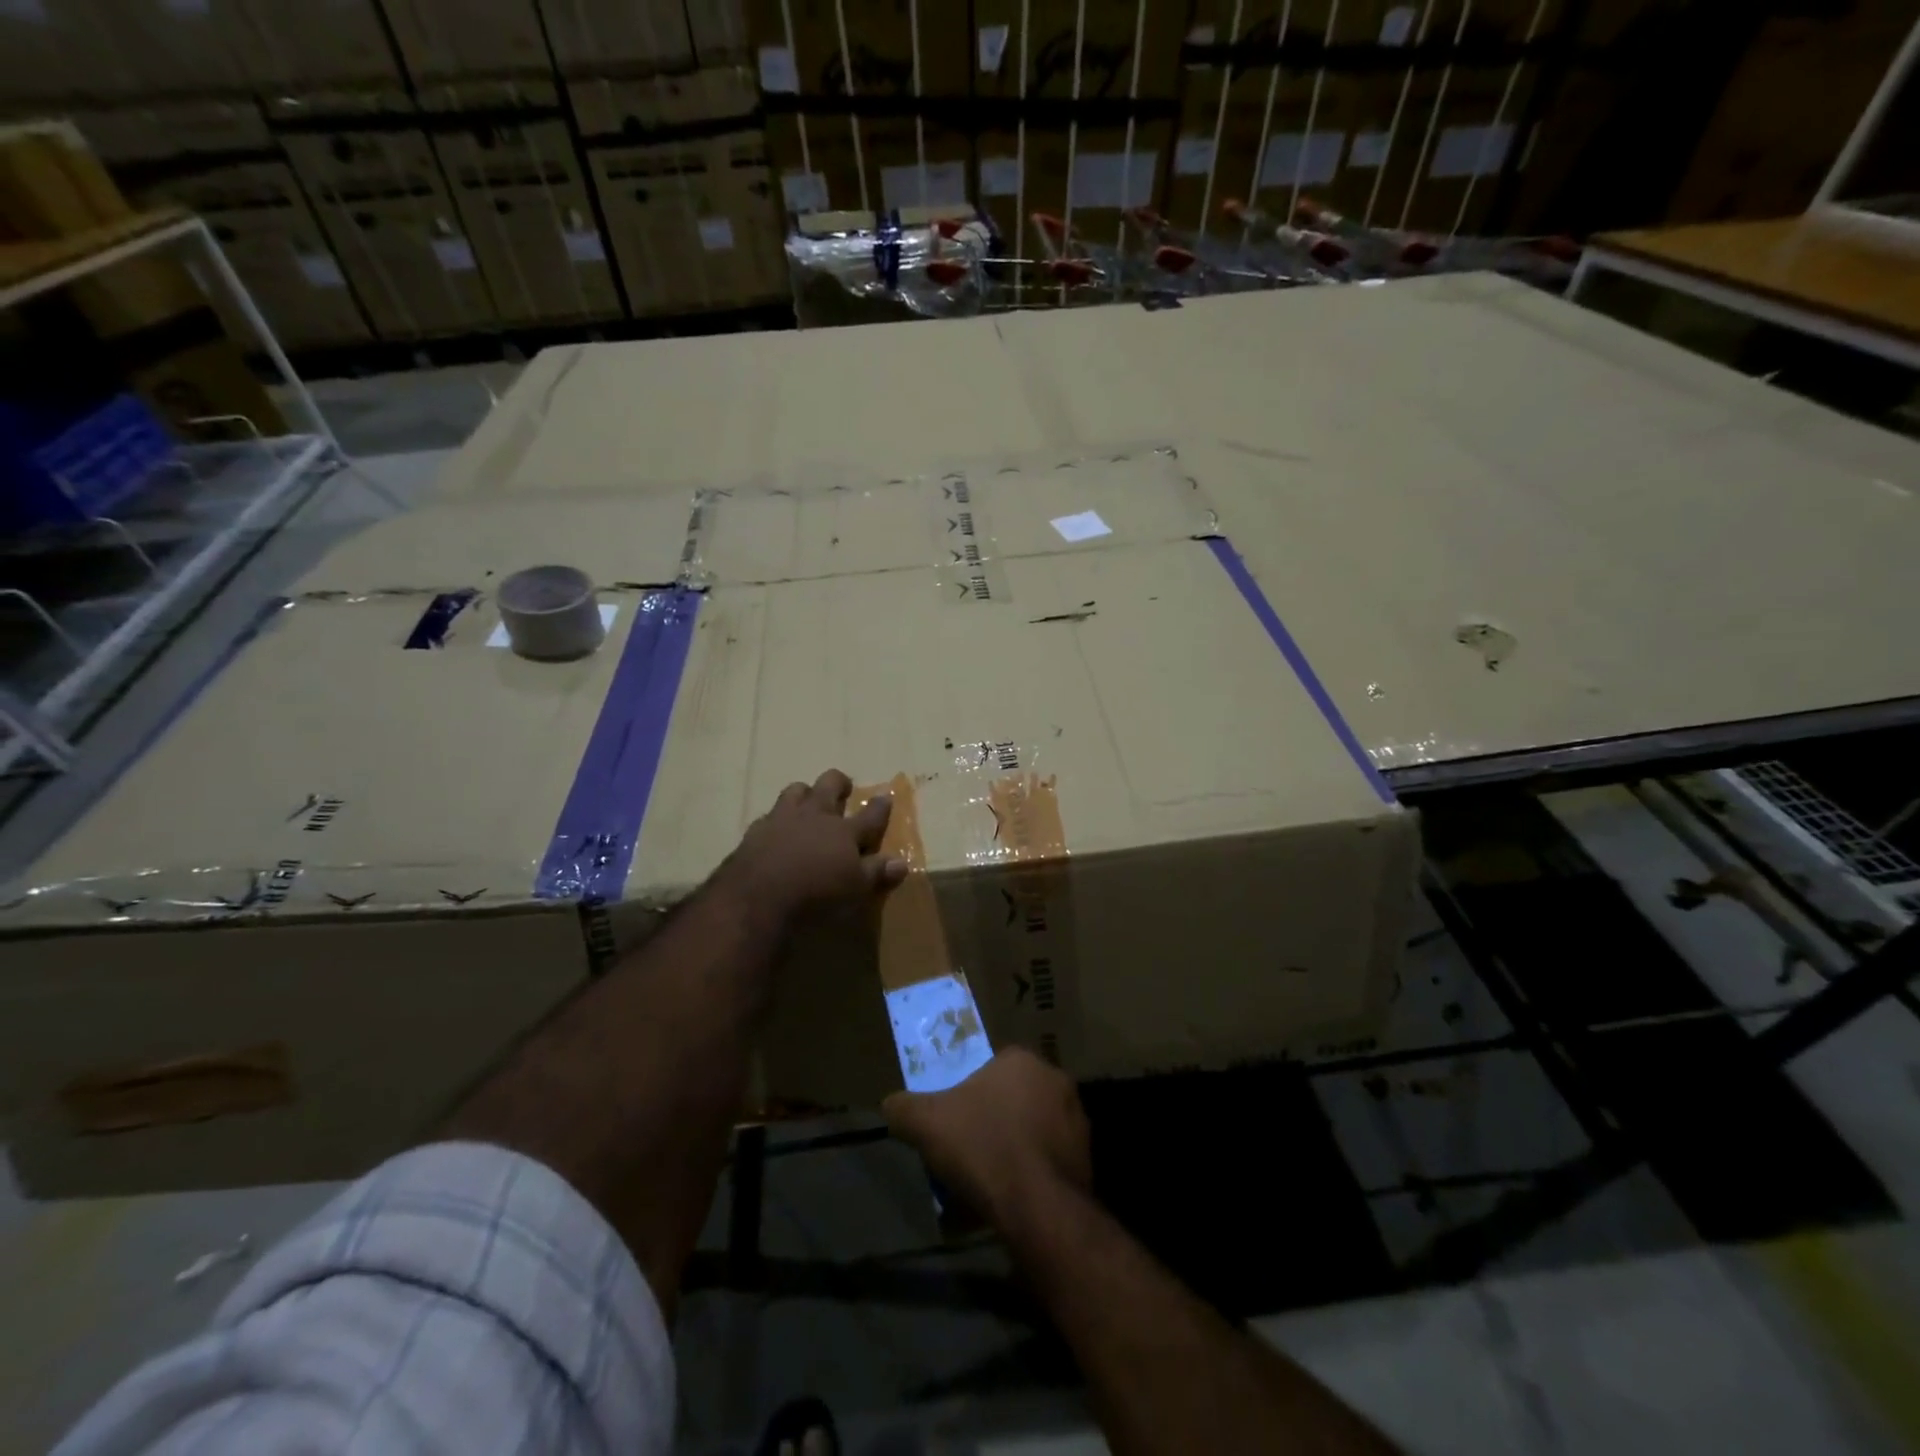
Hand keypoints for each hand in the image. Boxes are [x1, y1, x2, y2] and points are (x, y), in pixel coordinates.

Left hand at [723, 769, 907, 922]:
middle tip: (844, 786)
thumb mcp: (854, 888)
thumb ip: (876, 872)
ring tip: (807, 798)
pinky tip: (775, 828)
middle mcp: (815, 816)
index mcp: (844, 831)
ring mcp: (783, 819)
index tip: (886, 795)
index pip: (870, 814)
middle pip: (829, 786)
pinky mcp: (756, 830)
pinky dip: (776, 819)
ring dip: (805, 792)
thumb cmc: (816, 894)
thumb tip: (901, 862)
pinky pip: (769, 815)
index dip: (881, 806)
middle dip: (839, 782)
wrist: (757, 896)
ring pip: (796, 790)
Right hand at [883, 1048, 1090, 1229]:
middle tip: (970, 1149)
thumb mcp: (926, 1123)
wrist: (1037, 1207)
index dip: (970, 1093)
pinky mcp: (1087, 1160)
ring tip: (990, 1180)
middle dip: (994, 1119)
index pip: (992, 1067)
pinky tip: (1013, 1198)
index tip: (955, 1119)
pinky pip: (1051, 1160)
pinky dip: (1034, 1174)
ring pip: (1035, 1129)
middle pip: (1014, 1097)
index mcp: (1022, 1060)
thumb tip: (890, 1105)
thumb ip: (904, 1108)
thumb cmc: (982, 1147)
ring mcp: (1077, 1121)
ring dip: (1016, 1147)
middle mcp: (1056, 1081)